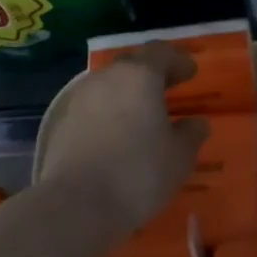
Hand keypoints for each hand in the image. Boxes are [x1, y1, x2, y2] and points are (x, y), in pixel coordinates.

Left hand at [39, 43, 207, 233]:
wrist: (76, 204)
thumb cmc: (138, 173)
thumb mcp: (179, 157)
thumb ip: (191, 134)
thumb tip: (196, 123)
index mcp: (139, 76)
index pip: (161, 53)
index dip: (178, 60)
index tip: (190, 72)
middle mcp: (105, 78)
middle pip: (131, 66)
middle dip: (151, 75)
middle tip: (168, 90)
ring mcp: (78, 99)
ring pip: (108, 87)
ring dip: (126, 96)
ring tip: (141, 117)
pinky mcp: (60, 122)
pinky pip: (91, 109)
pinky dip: (107, 115)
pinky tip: (115, 136)